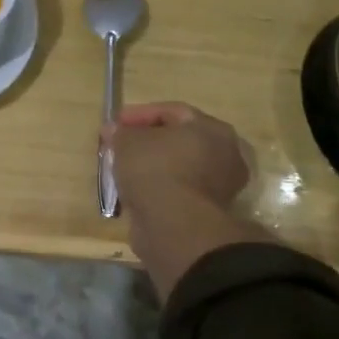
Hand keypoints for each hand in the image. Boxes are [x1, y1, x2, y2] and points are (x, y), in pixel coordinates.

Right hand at [105, 102, 250, 214]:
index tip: (115, 123)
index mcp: (213, 129)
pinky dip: (157, 188)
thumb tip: (114, 130)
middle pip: (178, 140)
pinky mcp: (206, 212)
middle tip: (120, 145)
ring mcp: (219, 187)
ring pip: (178, 168)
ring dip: (151, 167)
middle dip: (147, 141)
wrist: (174, 226)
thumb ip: (121, 132)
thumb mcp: (128, 141)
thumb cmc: (156, 170)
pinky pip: (177, 191)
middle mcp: (224, 155)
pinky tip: (134, 192)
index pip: (173, 112)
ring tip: (123, 169)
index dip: (140, 114)